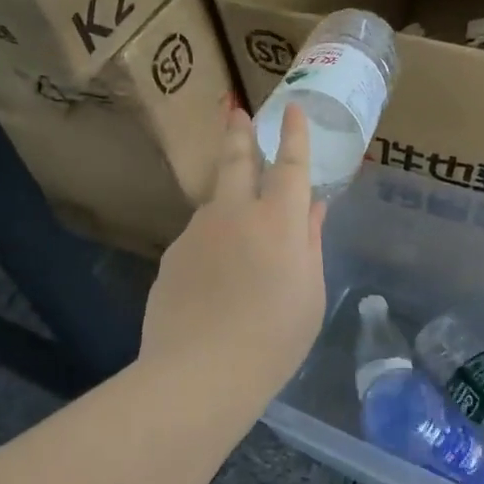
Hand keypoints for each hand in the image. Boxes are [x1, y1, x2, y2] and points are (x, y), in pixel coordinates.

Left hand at [139, 100, 327, 405]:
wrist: (198, 374)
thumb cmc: (274, 339)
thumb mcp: (310, 294)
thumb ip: (309, 243)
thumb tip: (312, 208)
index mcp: (278, 221)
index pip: (290, 165)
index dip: (295, 135)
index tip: (293, 110)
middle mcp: (234, 214)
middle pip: (236, 161)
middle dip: (239, 133)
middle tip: (236, 112)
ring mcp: (197, 233)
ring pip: (215, 204)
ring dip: (227, 201)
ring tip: (238, 233)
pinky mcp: (171, 257)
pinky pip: (199, 240)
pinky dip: (211, 244)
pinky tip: (214, 279)